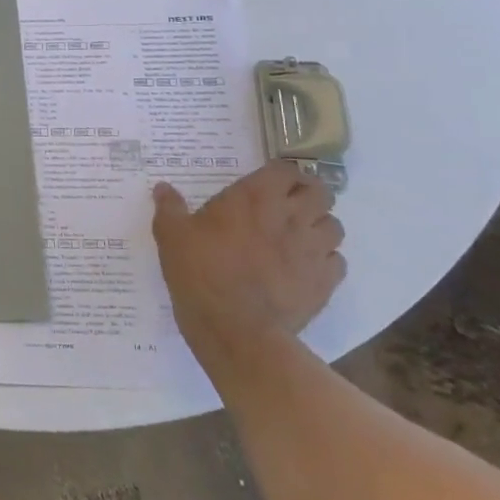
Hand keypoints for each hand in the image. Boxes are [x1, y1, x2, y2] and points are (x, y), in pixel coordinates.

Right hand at [152, 160, 344, 358]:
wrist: (236, 330)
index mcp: (254, 197)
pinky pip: (337, 262)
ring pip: (334, 226)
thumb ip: (169, 208)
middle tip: (288, 207)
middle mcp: (290, 216)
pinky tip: (306, 269)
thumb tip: (163, 188)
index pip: (286, 169)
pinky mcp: (325, 283)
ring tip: (299, 237)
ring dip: (319, 227)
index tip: (269, 183)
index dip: (282, 174)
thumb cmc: (201, 273)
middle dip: (309, 195)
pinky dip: (326, 261)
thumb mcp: (172, 236)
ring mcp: (312, 250)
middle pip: (321, 193)